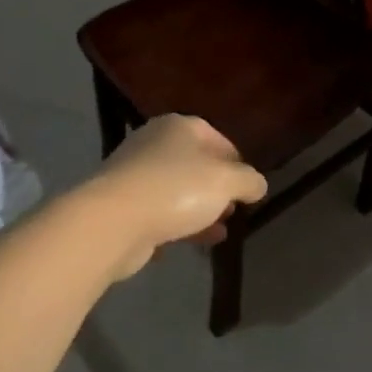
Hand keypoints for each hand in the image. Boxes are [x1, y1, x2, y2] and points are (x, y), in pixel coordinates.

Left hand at [83, 115, 266, 280]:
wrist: (113, 221)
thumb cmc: (176, 190)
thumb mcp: (226, 182)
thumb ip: (248, 181)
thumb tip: (258, 184)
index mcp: (179, 126)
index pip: (217, 138)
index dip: (237, 162)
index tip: (248, 188)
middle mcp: (154, 142)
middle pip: (195, 164)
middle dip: (216, 189)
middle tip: (232, 211)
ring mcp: (134, 173)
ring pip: (176, 191)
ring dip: (198, 211)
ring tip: (218, 234)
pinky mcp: (121, 204)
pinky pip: (156, 212)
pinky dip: (174, 226)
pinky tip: (189, 245)